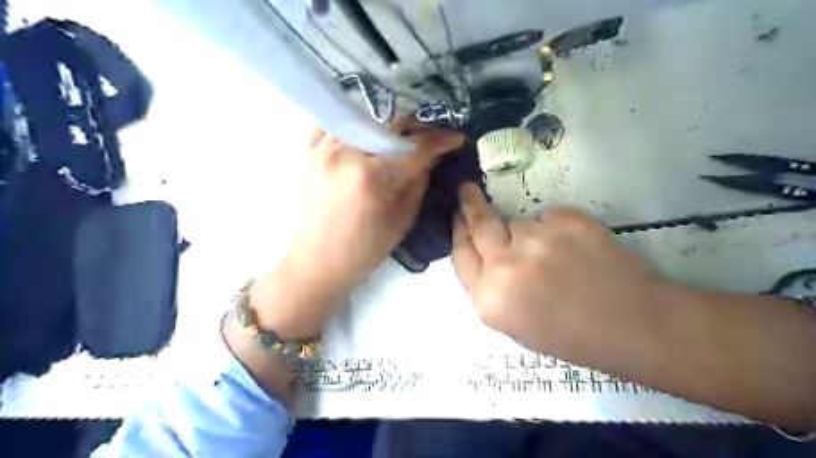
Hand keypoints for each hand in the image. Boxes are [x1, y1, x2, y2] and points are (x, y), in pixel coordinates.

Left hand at [249, 120, 464, 337]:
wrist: (324, 257)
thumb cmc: (367, 246)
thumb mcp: (403, 217)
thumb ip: (419, 180)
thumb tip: (433, 156)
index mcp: (370, 174)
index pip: (413, 147)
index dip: (440, 141)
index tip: (457, 139)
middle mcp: (346, 152)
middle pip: (390, 125)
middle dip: (416, 131)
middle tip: (430, 141)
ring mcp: (324, 148)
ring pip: (365, 120)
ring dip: (388, 129)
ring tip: (401, 141)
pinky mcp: (311, 152)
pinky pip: (334, 125)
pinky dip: (352, 126)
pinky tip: (366, 136)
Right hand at [450, 183, 665, 353]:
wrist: (635, 324)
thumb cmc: (572, 336)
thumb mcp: (515, 325)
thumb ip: (490, 289)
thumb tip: (483, 254)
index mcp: (490, 299)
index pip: (461, 254)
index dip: (458, 233)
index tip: (457, 217)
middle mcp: (505, 265)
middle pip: (479, 224)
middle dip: (470, 205)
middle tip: (467, 190)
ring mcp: (537, 239)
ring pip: (518, 223)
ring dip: (526, 234)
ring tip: (556, 257)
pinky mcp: (568, 220)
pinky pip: (548, 218)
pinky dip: (555, 229)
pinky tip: (575, 251)